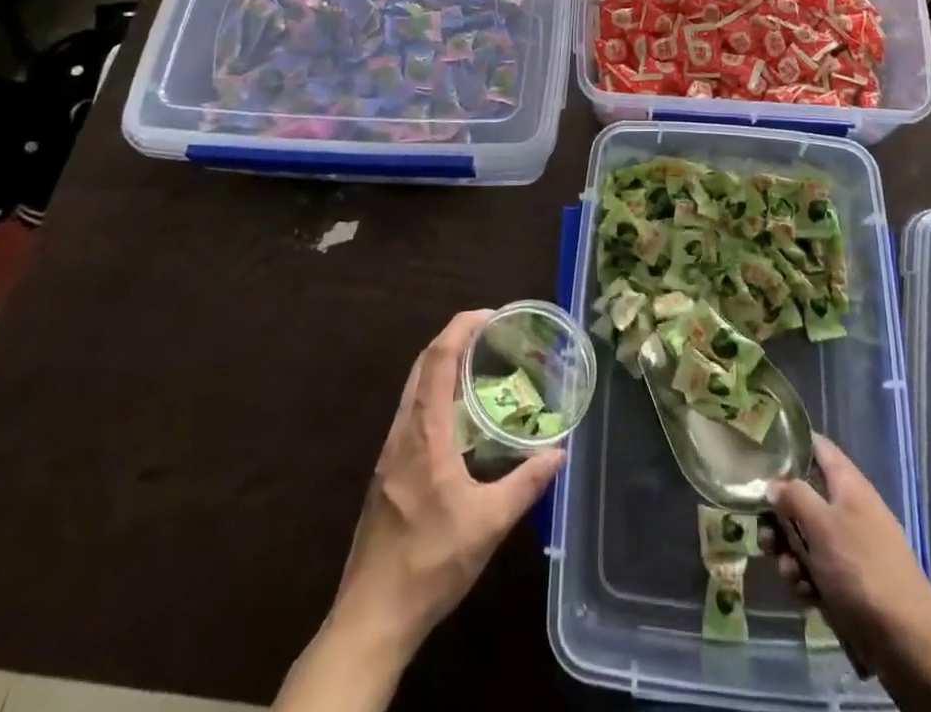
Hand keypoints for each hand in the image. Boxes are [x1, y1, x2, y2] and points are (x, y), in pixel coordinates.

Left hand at [332, 309, 564, 648]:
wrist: (372, 616)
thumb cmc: (430, 563)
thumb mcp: (488, 525)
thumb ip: (525, 484)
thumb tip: (559, 453)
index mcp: (424, 433)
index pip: (437, 360)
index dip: (461, 328)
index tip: (490, 315)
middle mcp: (402, 432)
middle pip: (422, 366)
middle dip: (454, 339)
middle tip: (491, 334)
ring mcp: (390, 452)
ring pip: (414, 388)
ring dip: (442, 365)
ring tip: (480, 366)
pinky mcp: (387, 471)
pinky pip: (412, 412)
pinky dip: (435, 393)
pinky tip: (458, 417)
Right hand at [766, 436, 930, 678]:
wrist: (907, 642)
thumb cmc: (861, 569)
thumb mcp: (822, 525)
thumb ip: (793, 496)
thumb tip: (774, 483)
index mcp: (848, 484)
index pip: (818, 447)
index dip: (791, 444)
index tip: (762, 452)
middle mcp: (849, 509)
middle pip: (805, 496)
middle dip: (780, 515)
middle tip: (764, 532)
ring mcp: (850, 548)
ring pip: (807, 536)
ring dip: (790, 552)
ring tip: (786, 571)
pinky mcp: (850, 583)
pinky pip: (818, 570)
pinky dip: (806, 579)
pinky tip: (803, 595)